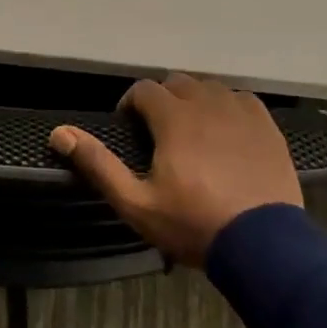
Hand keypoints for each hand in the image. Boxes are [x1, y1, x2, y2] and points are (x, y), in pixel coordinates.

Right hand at [50, 73, 302, 265]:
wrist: (264, 245)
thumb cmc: (193, 224)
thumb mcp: (136, 203)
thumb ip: (98, 165)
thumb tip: (59, 133)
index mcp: (174, 117)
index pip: (144, 89)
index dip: (130, 104)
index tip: (129, 129)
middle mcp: (207, 103)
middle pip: (177, 82)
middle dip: (162, 100)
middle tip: (159, 133)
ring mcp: (241, 112)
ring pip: (210, 88)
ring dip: (194, 101)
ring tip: (192, 132)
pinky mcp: (266, 126)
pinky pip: (241, 100)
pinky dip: (227, 108)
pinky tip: (226, 132)